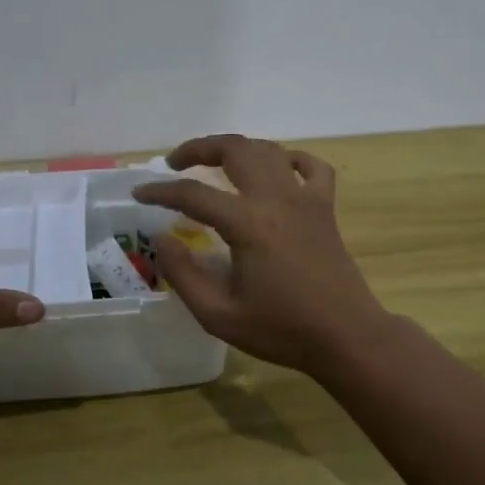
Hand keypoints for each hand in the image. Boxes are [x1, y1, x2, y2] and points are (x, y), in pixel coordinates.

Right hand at [132, 135, 391, 371]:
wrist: (346, 337)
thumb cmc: (281, 329)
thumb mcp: (219, 314)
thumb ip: (183, 274)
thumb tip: (162, 239)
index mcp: (247, 223)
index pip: (193, 194)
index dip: (160, 191)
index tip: (139, 193)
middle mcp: (276, 198)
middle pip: (235, 149)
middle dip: (199, 147)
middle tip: (176, 163)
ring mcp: (305, 198)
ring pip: (268, 150)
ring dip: (238, 148)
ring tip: (216, 162)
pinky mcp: (325, 208)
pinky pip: (311, 166)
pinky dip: (290, 159)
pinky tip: (276, 170)